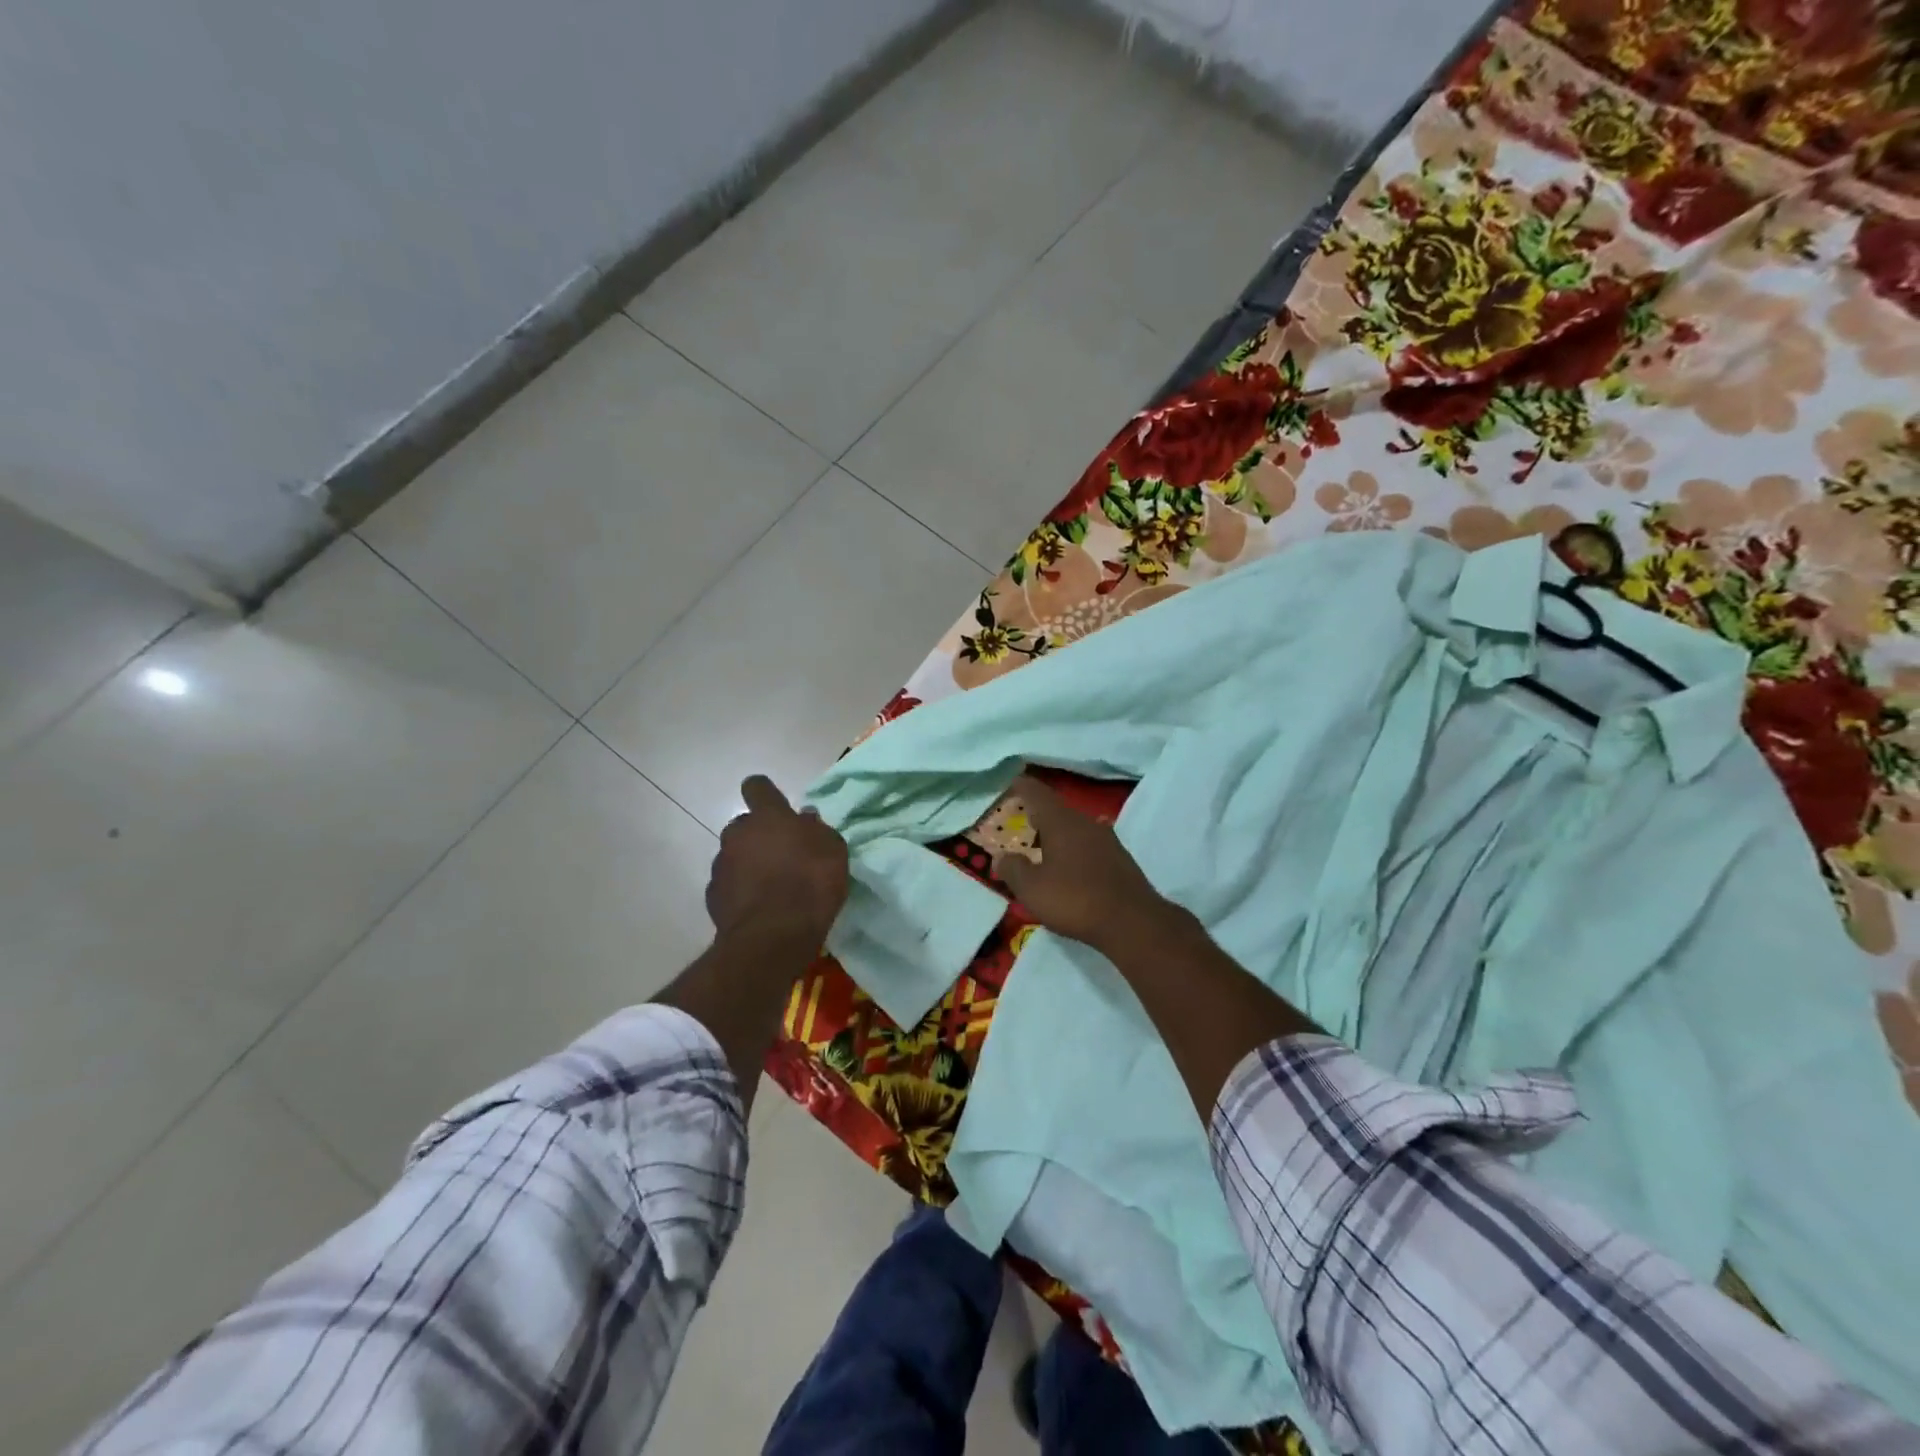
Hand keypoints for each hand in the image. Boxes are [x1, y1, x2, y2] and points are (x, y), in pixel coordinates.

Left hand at [707, 775, 849, 947]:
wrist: (773, 937)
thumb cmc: (810, 884)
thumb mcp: (833, 851)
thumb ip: (817, 830)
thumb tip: (804, 818)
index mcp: (768, 817)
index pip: (757, 787)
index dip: (765, 793)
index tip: (775, 805)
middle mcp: (738, 834)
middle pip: (744, 825)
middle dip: (759, 835)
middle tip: (781, 855)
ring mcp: (721, 865)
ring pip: (734, 855)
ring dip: (749, 864)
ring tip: (771, 887)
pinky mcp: (713, 896)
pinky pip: (729, 884)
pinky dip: (740, 891)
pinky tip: (759, 907)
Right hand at [991, 775, 1173, 951]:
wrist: (1133, 922)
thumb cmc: (1075, 900)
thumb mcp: (1032, 889)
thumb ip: (1013, 869)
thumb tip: (1000, 857)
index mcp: (1061, 822)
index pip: (1038, 794)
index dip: (1023, 787)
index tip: (1014, 781)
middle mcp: (1085, 823)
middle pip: (1058, 810)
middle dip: (1040, 814)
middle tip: (1024, 820)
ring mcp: (1107, 840)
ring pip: (1076, 828)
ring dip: (1058, 834)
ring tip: (1043, 846)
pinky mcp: (1120, 859)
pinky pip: (1089, 845)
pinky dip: (1075, 849)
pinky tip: (1070, 866)